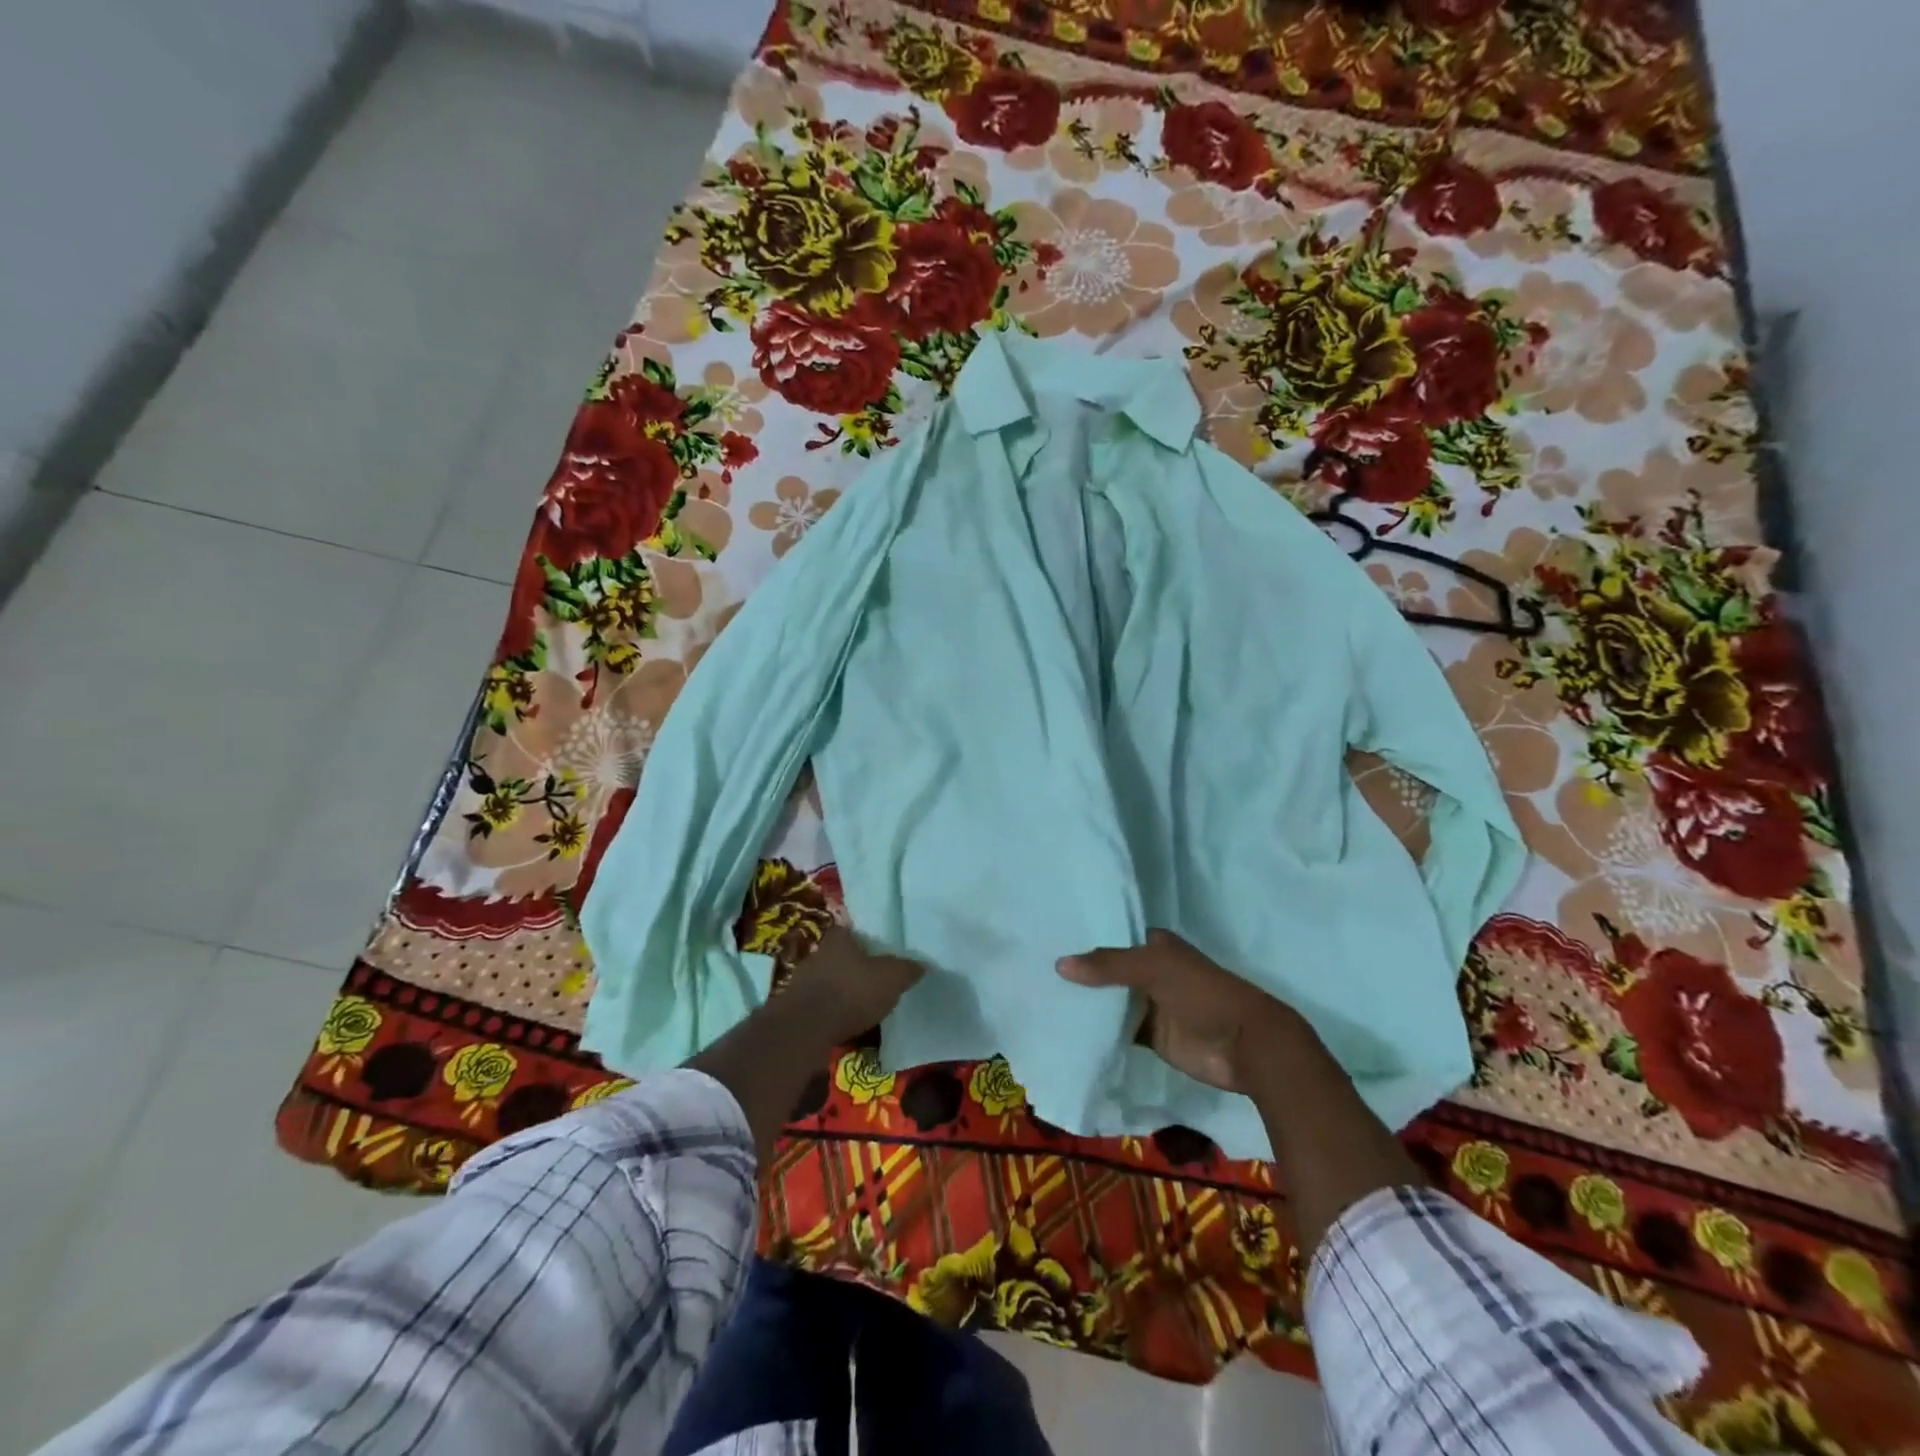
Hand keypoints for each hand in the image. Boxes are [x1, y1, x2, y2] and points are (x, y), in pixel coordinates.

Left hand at [788, 927, 925, 1044]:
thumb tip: (922, 965)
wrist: (806, 1030)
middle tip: (876, 980)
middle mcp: (817, 953)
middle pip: (841, 956)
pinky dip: (833, 1014)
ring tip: (864, 1007)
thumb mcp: (891, 977)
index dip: (867, 940)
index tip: (881, 952)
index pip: (853, 930)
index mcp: (839, 938)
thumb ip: (907, 969)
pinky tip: (847, 1025)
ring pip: (830, 982)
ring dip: (843, 992)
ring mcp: (802, 982)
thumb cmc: (851, 992)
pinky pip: (821, 1007)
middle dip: (856, 967)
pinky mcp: (795, 1009)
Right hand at [1056, 930, 1298, 1092]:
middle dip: (1081, 973)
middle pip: (1109, 972)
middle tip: (1036, 970)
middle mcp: (1152, 973)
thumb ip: (1108, 965)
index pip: (1114, 938)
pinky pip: (1119, 1032)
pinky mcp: (1153, 1038)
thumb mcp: (1155, 969)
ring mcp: (1152, 1006)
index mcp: (1157, 947)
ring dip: (1087, 1004)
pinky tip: (1068, 1029)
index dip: (1086, 940)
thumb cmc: (1204, 994)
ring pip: (1112, 1002)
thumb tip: (1060, 964)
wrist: (1246, 1046)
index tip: (1048, 939)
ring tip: (1043, 998)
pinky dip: (1099, 1032)